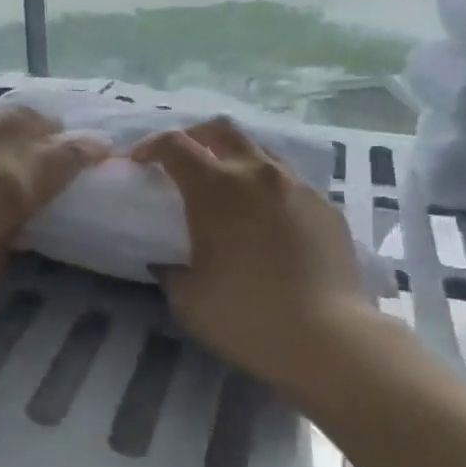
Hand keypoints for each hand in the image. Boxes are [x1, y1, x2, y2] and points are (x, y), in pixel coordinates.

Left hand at [0, 104, 106, 348]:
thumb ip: (12, 221)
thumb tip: (17, 205)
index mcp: (11, 184)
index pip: (63, 154)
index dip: (87, 148)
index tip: (100, 147)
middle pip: (23, 119)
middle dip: (44, 126)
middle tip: (49, 137)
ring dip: (0, 120)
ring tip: (1, 132)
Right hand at [134, 118, 370, 394]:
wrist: (325, 337)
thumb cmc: (245, 316)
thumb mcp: (187, 299)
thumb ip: (171, 270)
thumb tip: (169, 262)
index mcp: (214, 188)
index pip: (174, 145)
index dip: (150, 146)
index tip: (139, 162)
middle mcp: (256, 173)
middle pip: (220, 130)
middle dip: (194, 137)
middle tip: (181, 161)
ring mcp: (296, 186)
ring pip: (259, 151)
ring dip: (235, 160)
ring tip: (227, 189)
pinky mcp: (324, 206)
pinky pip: (289, 182)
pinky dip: (267, 189)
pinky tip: (266, 221)